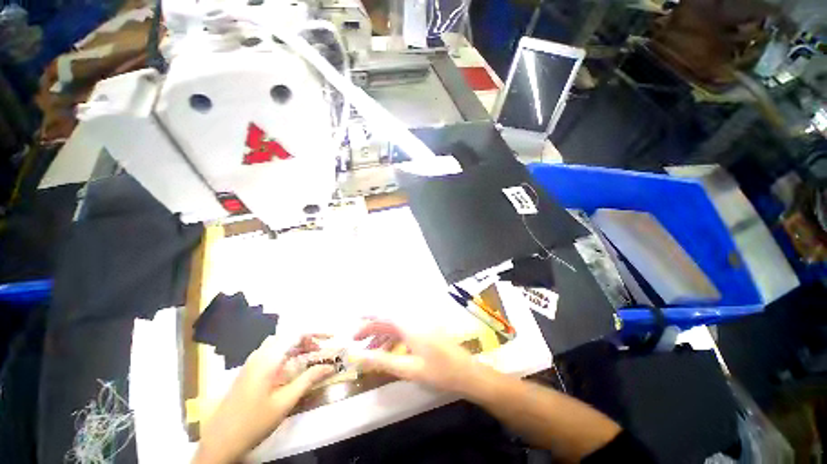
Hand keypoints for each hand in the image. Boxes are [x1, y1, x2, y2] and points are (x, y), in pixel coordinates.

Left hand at [193, 335, 333, 463]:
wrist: (219, 441)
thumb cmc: (254, 421)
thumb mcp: (285, 402)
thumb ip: (308, 380)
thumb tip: (330, 366)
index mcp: (268, 359)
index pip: (296, 333)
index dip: (316, 332)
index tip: (331, 337)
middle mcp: (259, 355)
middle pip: (288, 335)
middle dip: (307, 338)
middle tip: (321, 349)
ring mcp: (252, 362)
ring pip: (279, 342)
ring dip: (297, 345)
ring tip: (310, 355)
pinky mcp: (249, 370)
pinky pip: (272, 352)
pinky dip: (287, 352)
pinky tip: (292, 366)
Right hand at [352, 319, 489, 395]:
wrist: (467, 373)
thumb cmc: (439, 371)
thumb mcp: (408, 369)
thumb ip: (383, 361)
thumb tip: (359, 356)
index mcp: (410, 325)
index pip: (386, 313)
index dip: (370, 313)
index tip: (356, 317)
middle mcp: (415, 320)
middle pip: (389, 319)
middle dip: (372, 327)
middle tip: (356, 339)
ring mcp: (421, 325)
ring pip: (396, 325)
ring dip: (381, 335)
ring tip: (368, 351)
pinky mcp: (425, 331)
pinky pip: (404, 331)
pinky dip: (393, 339)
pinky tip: (386, 352)